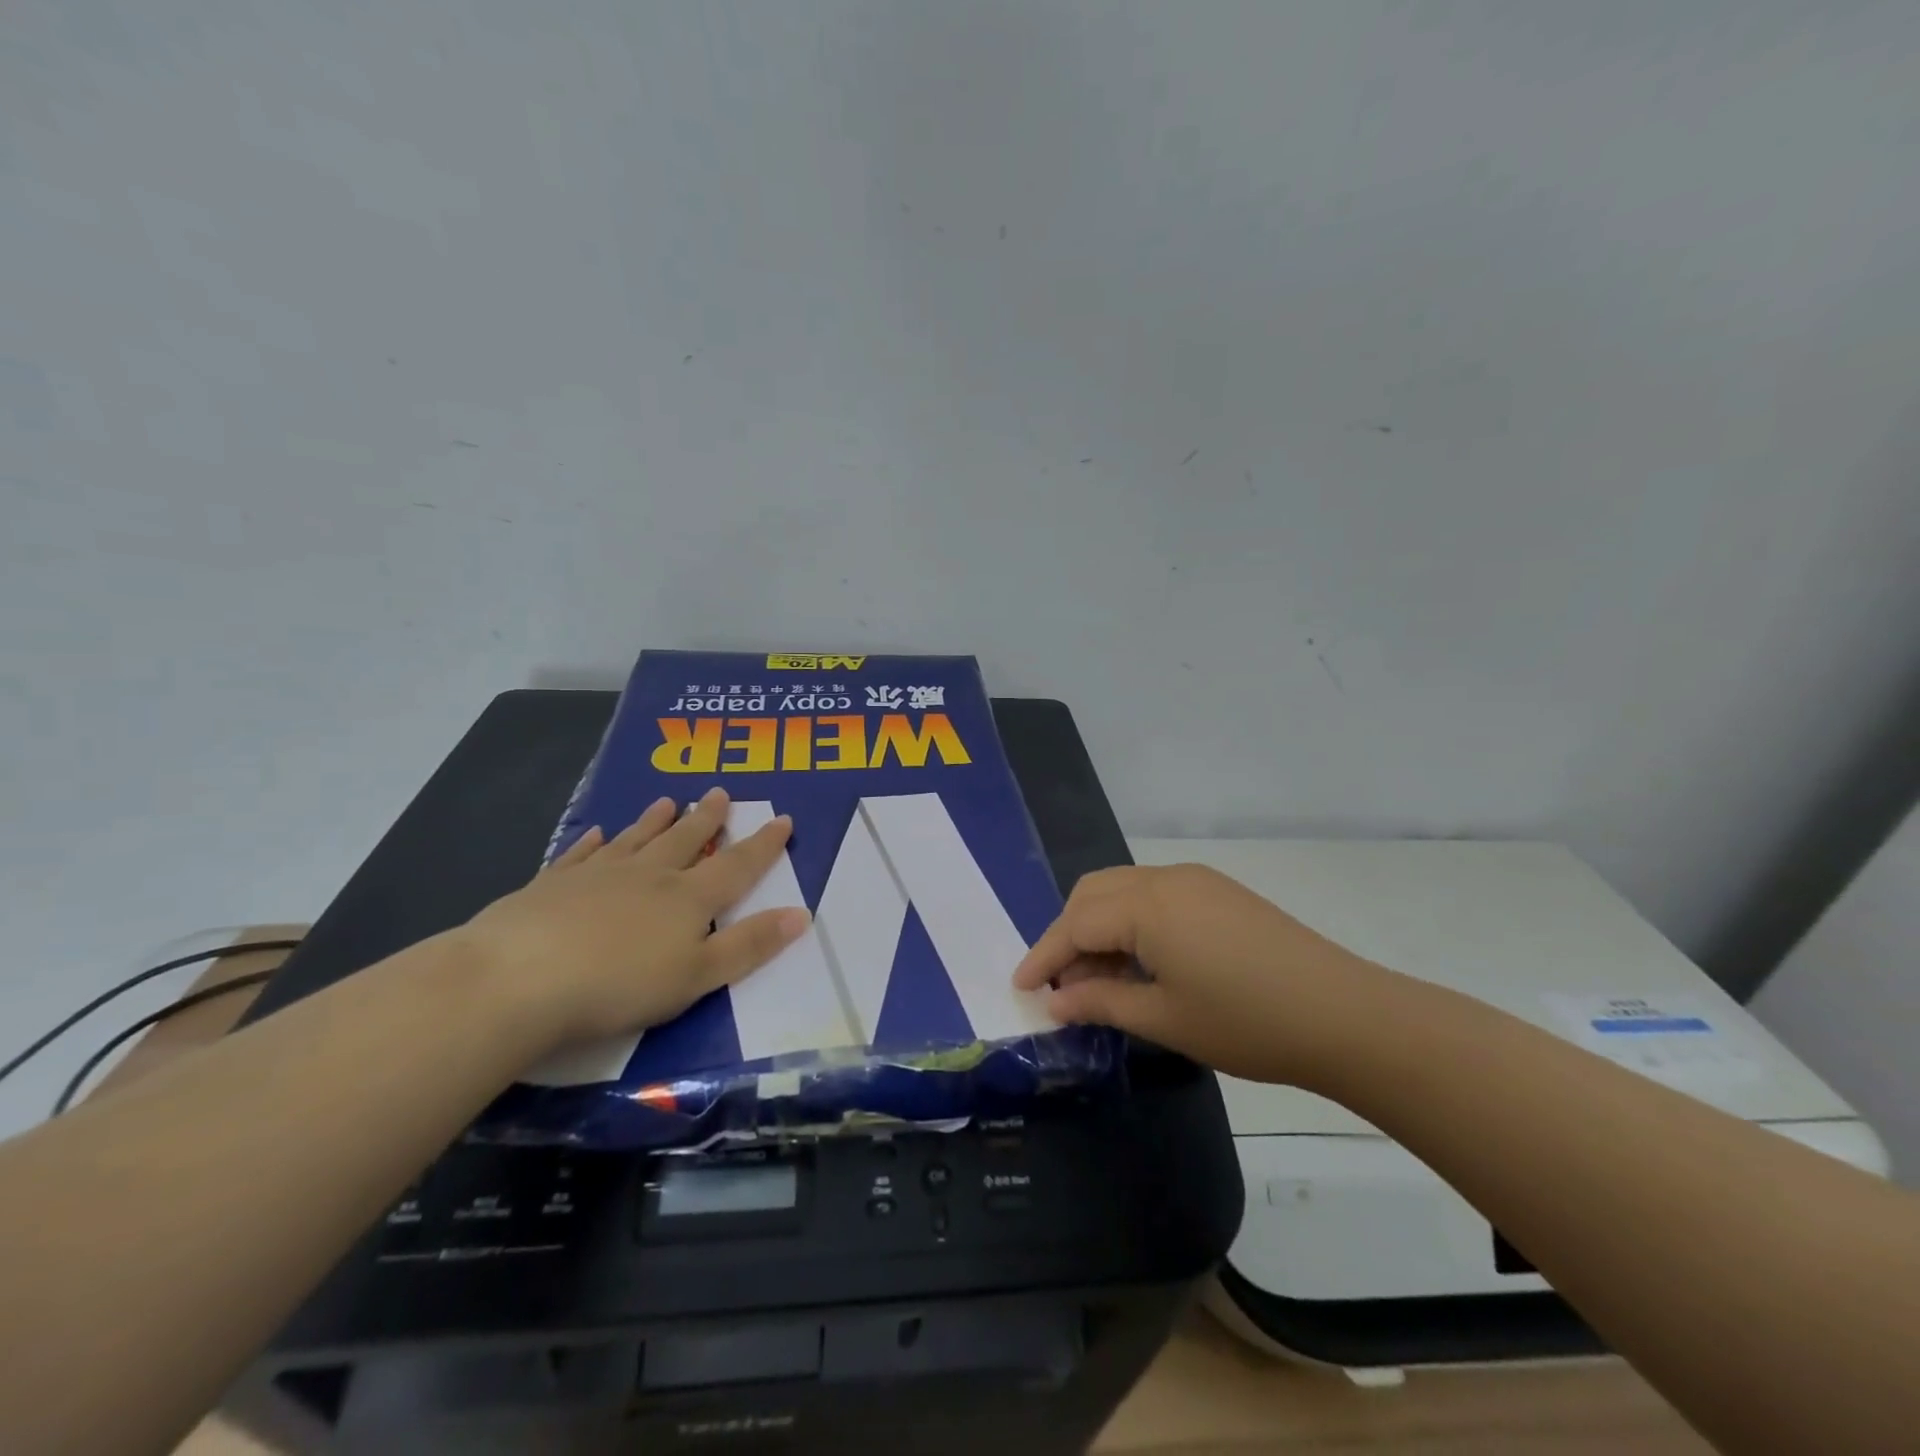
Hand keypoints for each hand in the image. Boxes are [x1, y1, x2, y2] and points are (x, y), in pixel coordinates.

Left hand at [461, 787, 808, 1051]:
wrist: (518, 979)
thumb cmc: (619, 985)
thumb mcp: (698, 976)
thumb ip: (749, 945)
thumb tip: (801, 914)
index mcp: (688, 898)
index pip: (737, 865)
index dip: (763, 844)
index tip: (782, 818)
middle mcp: (648, 875)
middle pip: (685, 840)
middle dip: (707, 819)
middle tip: (720, 793)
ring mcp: (597, 875)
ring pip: (635, 839)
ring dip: (654, 820)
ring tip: (668, 800)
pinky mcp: (551, 885)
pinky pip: (580, 854)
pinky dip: (592, 842)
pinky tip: (595, 833)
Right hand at [1012, 863, 1379, 1085]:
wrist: (1343, 1014)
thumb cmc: (1245, 1022)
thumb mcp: (1163, 1019)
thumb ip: (1101, 1001)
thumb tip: (1057, 1000)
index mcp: (1146, 906)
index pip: (1075, 924)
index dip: (1044, 956)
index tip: (1020, 987)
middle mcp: (1164, 879)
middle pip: (1093, 894)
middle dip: (1067, 934)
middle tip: (1061, 984)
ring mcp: (1195, 880)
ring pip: (1122, 889)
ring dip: (1098, 925)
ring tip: (1099, 977)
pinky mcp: (1217, 890)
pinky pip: (1153, 894)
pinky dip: (1130, 920)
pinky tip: (1140, 960)